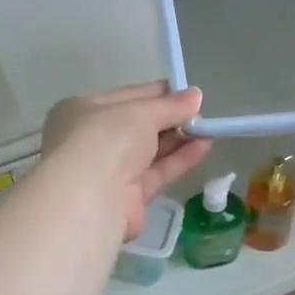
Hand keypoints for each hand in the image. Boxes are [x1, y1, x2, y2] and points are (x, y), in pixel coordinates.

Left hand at [42, 83, 212, 239]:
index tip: (189, 94)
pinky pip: (157, 173)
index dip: (159, 94)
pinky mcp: (129, 197)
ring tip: (210, 129)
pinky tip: (204, 146)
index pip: (127, 97)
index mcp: (84, 110)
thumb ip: (170, 105)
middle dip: (170, 118)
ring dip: (179, 139)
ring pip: (150, 151)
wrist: (90, 200)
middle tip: (202, 113)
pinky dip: (179, 160)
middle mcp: (94, 140)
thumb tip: (196, 96)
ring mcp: (110, 171)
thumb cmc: (106, 140)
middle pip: (139, 125)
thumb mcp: (140, 113)